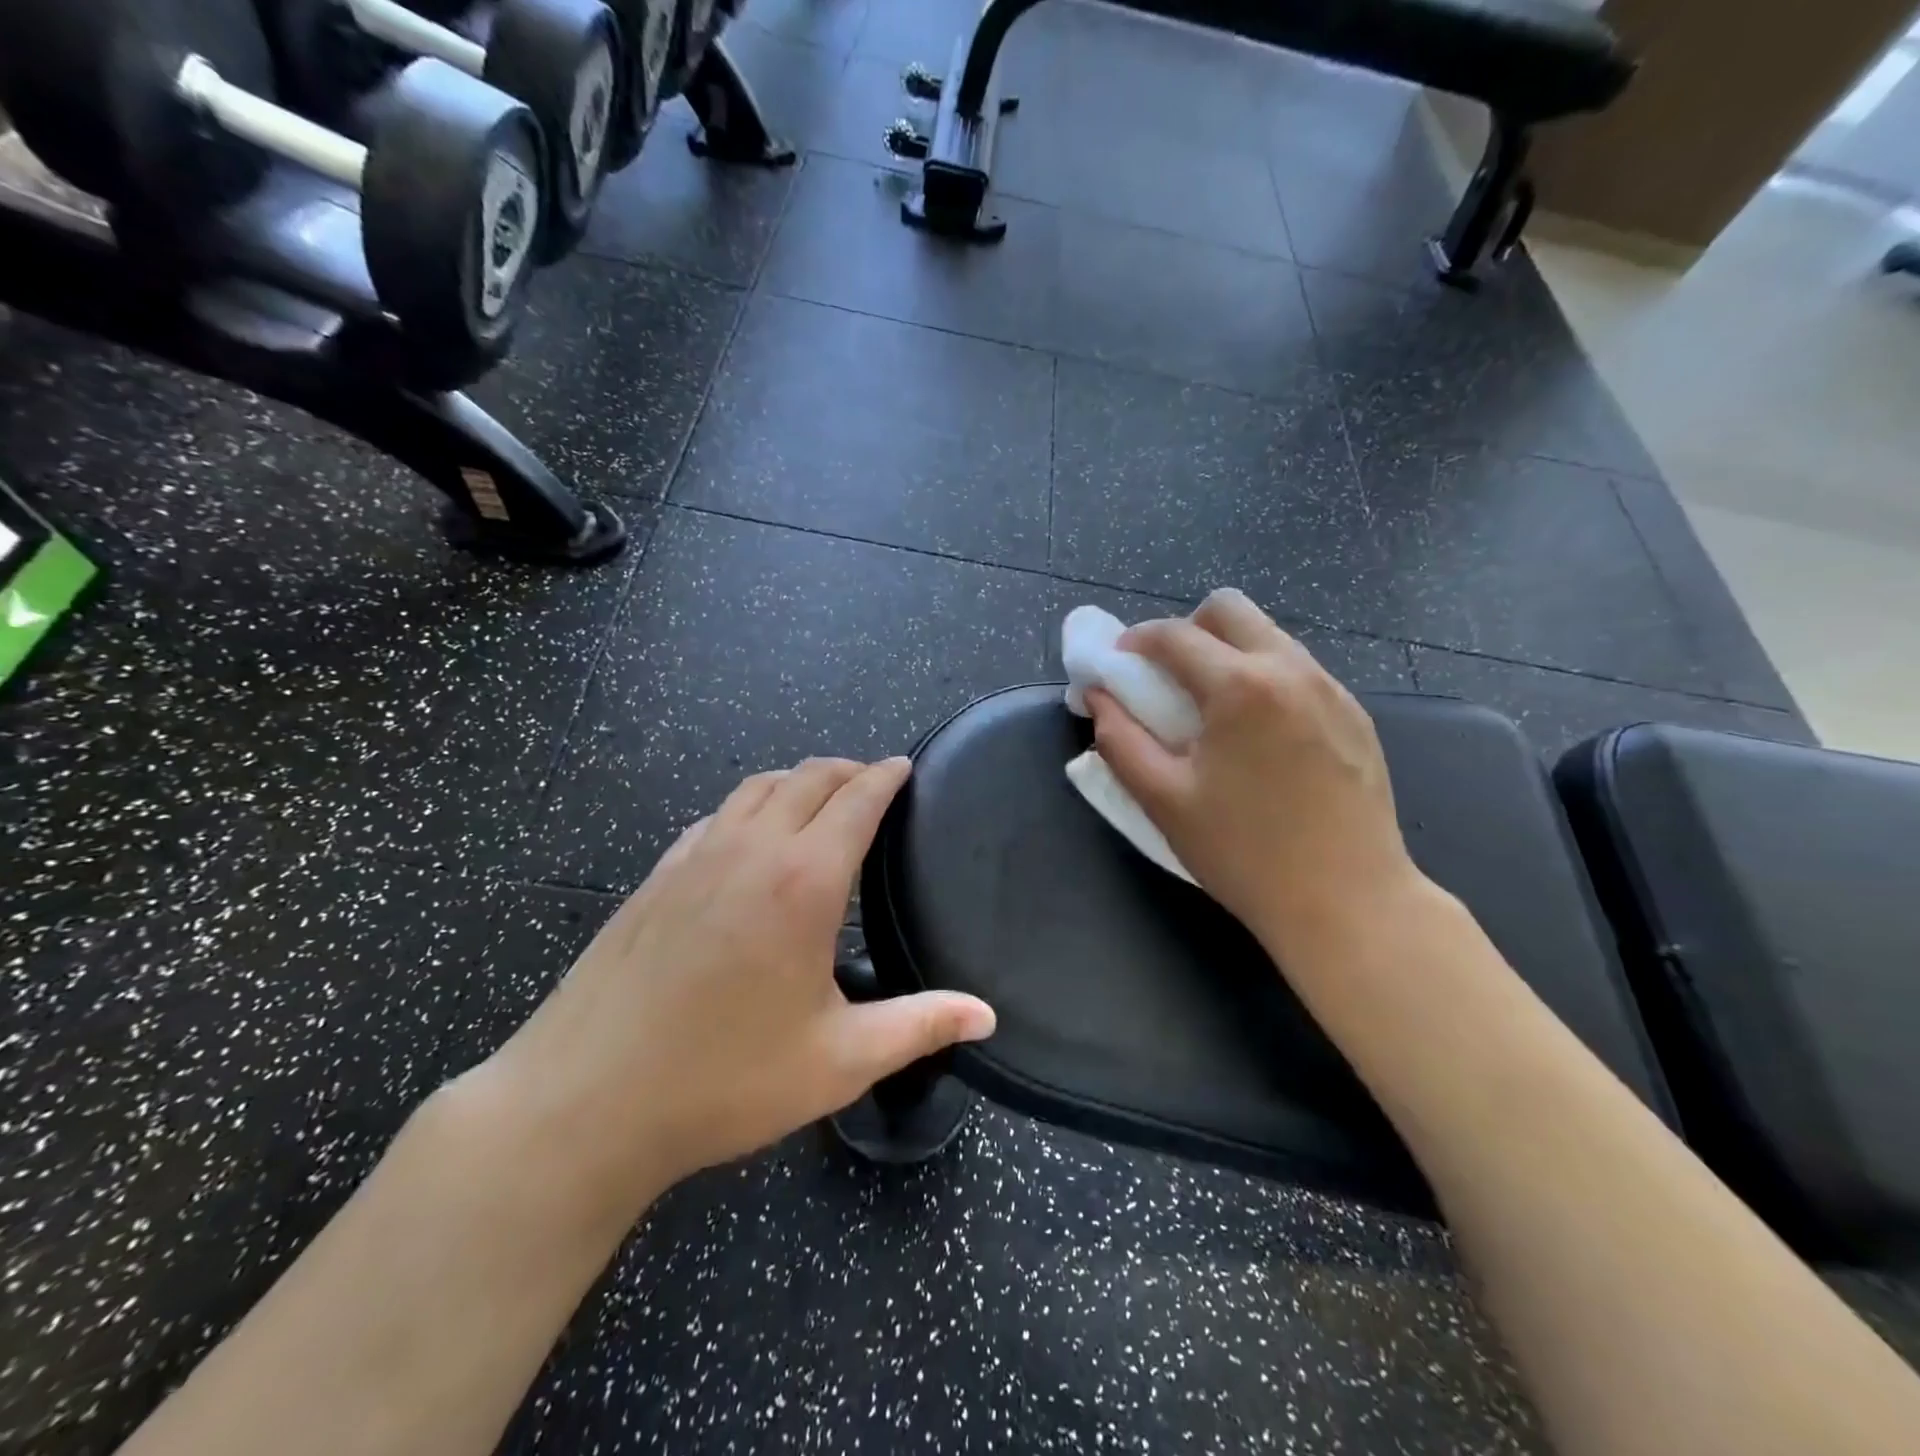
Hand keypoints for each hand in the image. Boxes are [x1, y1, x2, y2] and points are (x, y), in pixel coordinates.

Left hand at [477, 758, 996, 1216]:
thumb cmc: (724, 1082)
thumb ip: (919, 1026)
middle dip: (848, 769)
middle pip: (808, 777)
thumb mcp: (838, 1061)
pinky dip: (748, 807)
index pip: (856, 800)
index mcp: (803, 881)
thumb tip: (986, 1016)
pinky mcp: (656, 877)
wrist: (582, 1103)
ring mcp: (695, 857)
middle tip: (873, 782)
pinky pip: (715, 817)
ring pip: (756, 787)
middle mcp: (751, 850)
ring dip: (797, 780)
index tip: (905, 766)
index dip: (886, 776)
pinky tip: (748, 839)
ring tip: (819, 799)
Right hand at [1087, 589, 1426, 954]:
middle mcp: (1291, 669)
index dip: (1134, 642)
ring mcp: (1331, 689)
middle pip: (1229, 609)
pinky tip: (1257, 735)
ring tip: (1211, 709)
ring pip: (1268, 636)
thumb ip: (1120, 740)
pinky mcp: (1355, 715)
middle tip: (1166, 678)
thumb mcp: (1163, 799)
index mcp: (1240, 686)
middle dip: (1186, 630)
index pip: (1174, 635)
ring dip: (1227, 653)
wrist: (1348, 902)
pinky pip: (1298, 670)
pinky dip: (1263, 679)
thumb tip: (1099, 698)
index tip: (1116, 665)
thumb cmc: (1243, 853)